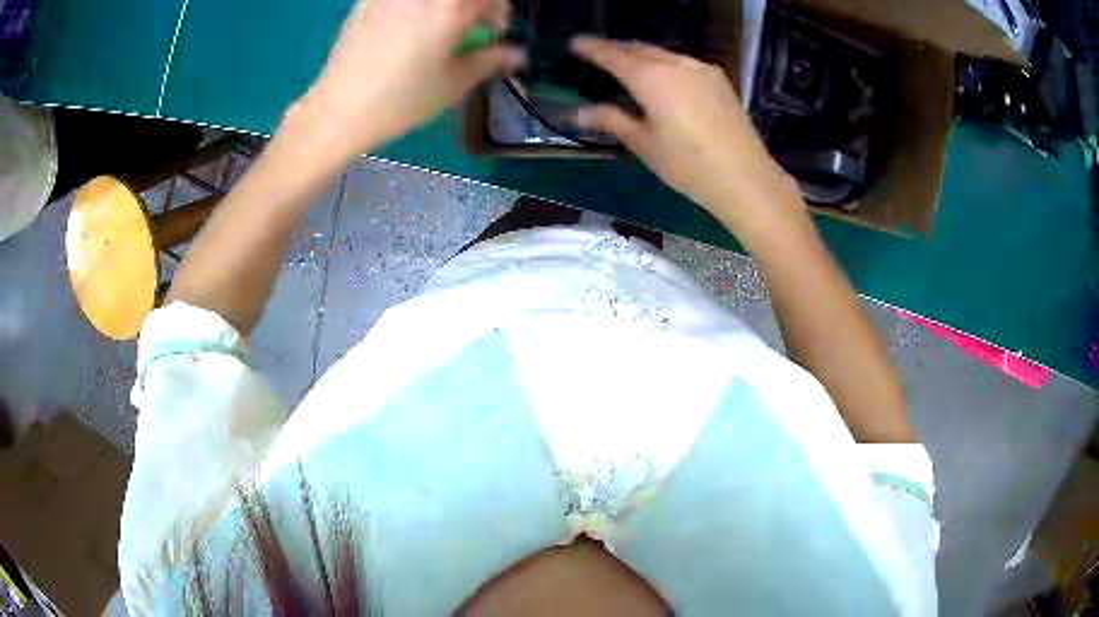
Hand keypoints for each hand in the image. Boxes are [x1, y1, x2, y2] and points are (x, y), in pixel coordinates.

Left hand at [288, 0, 522, 164]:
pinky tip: (406, 21)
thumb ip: (491, 60)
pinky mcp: (367, 0)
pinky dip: (412, 6)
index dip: (500, 11)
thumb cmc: (402, 100)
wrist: (340, 110)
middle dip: (473, 5)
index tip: (494, 30)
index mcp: (451, 8)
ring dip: (442, 6)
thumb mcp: (454, 83)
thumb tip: (518, 54)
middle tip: (467, 24)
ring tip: (436, 22)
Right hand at [571, 36, 804, 240]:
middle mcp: (675, 63)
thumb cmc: (688, 165)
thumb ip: (611, 120)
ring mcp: (701, 69)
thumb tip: (577, 112)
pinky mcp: (719, 79)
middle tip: (597, 53)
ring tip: (627, 64)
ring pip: (662, 53)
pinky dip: (664, 63)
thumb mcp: (644, 144)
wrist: (745, 177)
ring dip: (641, 54)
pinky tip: (662, 76)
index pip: (613, 55)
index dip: (591, 48)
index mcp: (651, 78)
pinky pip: (682, 62)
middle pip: (638, 49)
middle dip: (616, 48)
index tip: (575, 42)